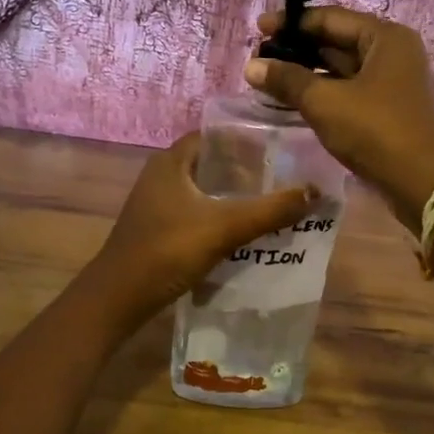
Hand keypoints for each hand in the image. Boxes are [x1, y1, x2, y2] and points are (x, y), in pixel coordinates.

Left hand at [85, 133, 318, 326]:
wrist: (118, 299)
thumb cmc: (168, 251)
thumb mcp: (224, 227)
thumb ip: (270, 210)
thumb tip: (315, 191)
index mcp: (171, 161)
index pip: (214, 135)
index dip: (245, 137)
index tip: (278, 146)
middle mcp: (162, 175)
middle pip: (212, 163)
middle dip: (246, 170)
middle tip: (283, 176)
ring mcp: (158, 204)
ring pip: (205, 190)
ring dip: (234, 196)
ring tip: (273, 202)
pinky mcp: (159, 229)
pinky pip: (197, 213)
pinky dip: (220, 216)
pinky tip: (245, 231)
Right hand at [244, 8, 433, 233]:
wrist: (422, 184)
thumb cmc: (375, 131)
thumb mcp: (325, 102)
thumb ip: (287, 80)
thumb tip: (251, 66)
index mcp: (385, 37)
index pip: (330, 18)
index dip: (291, 23)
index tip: (258, 29)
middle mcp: (392, 52)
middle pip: (336, 40)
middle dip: (297, 49)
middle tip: (259, 57)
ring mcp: (392, 81)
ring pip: (341, 67)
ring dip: (306, 72)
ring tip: (268, 78)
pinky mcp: (388, 107)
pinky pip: (348, 89)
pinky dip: (322, 91)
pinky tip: (293, 99)